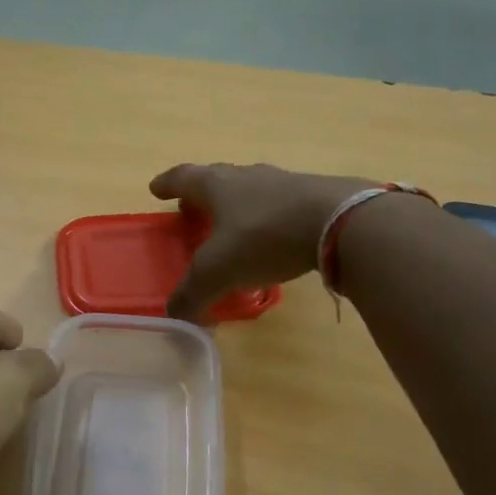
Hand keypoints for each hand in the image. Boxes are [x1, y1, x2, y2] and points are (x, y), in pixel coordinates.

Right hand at [150, 163, 380, 320]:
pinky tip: (272, 240)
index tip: (155, 189)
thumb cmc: (264, 237)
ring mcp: (284, 183)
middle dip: (200, 196)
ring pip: (250, 190)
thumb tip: (175, 317)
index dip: (167, 185)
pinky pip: (280, 205)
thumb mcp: (218, 272)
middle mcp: (248, 177)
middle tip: (189, 211)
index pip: (183, 178)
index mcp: (217, 185)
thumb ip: (192, 294)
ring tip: (231, 227)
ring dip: (236, 206)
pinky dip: (267, 219)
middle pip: (217, 179)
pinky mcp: (315, 197)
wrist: (340, 222)